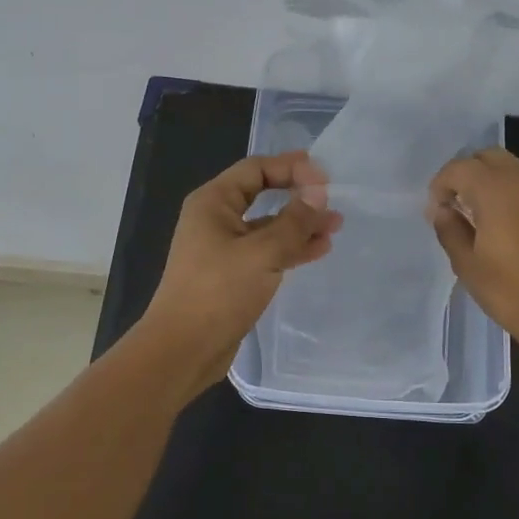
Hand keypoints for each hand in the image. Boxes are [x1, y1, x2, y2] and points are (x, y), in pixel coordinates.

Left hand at [140, 150, 342, 389]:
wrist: (183, 350)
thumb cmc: (218, 292)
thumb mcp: (262, 252)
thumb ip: (294, 221)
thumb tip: (318, 192)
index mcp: (214, 202)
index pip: (256, 169)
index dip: (292, 168)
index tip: (325, 181)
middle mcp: (217, 218)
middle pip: (263, 194)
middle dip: (299, 196)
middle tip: (334, 201)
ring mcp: (225, 248)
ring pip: (269, 225)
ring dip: (300, 224)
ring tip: (335, 226)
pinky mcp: (234, 274)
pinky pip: (267, 251)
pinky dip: (292, 248)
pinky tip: (318, 249)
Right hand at [428, 147, 518, 369]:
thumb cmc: (513, 293)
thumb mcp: (468, 266)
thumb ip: (450, 230)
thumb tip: (444, 210)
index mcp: (496, 191)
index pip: (460, 167)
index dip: (442, 184)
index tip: (438, 210)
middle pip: (490, 157)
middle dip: (469, 173)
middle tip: (460, 205)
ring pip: (517, 170)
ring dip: (497, 183)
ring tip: (489, 217)